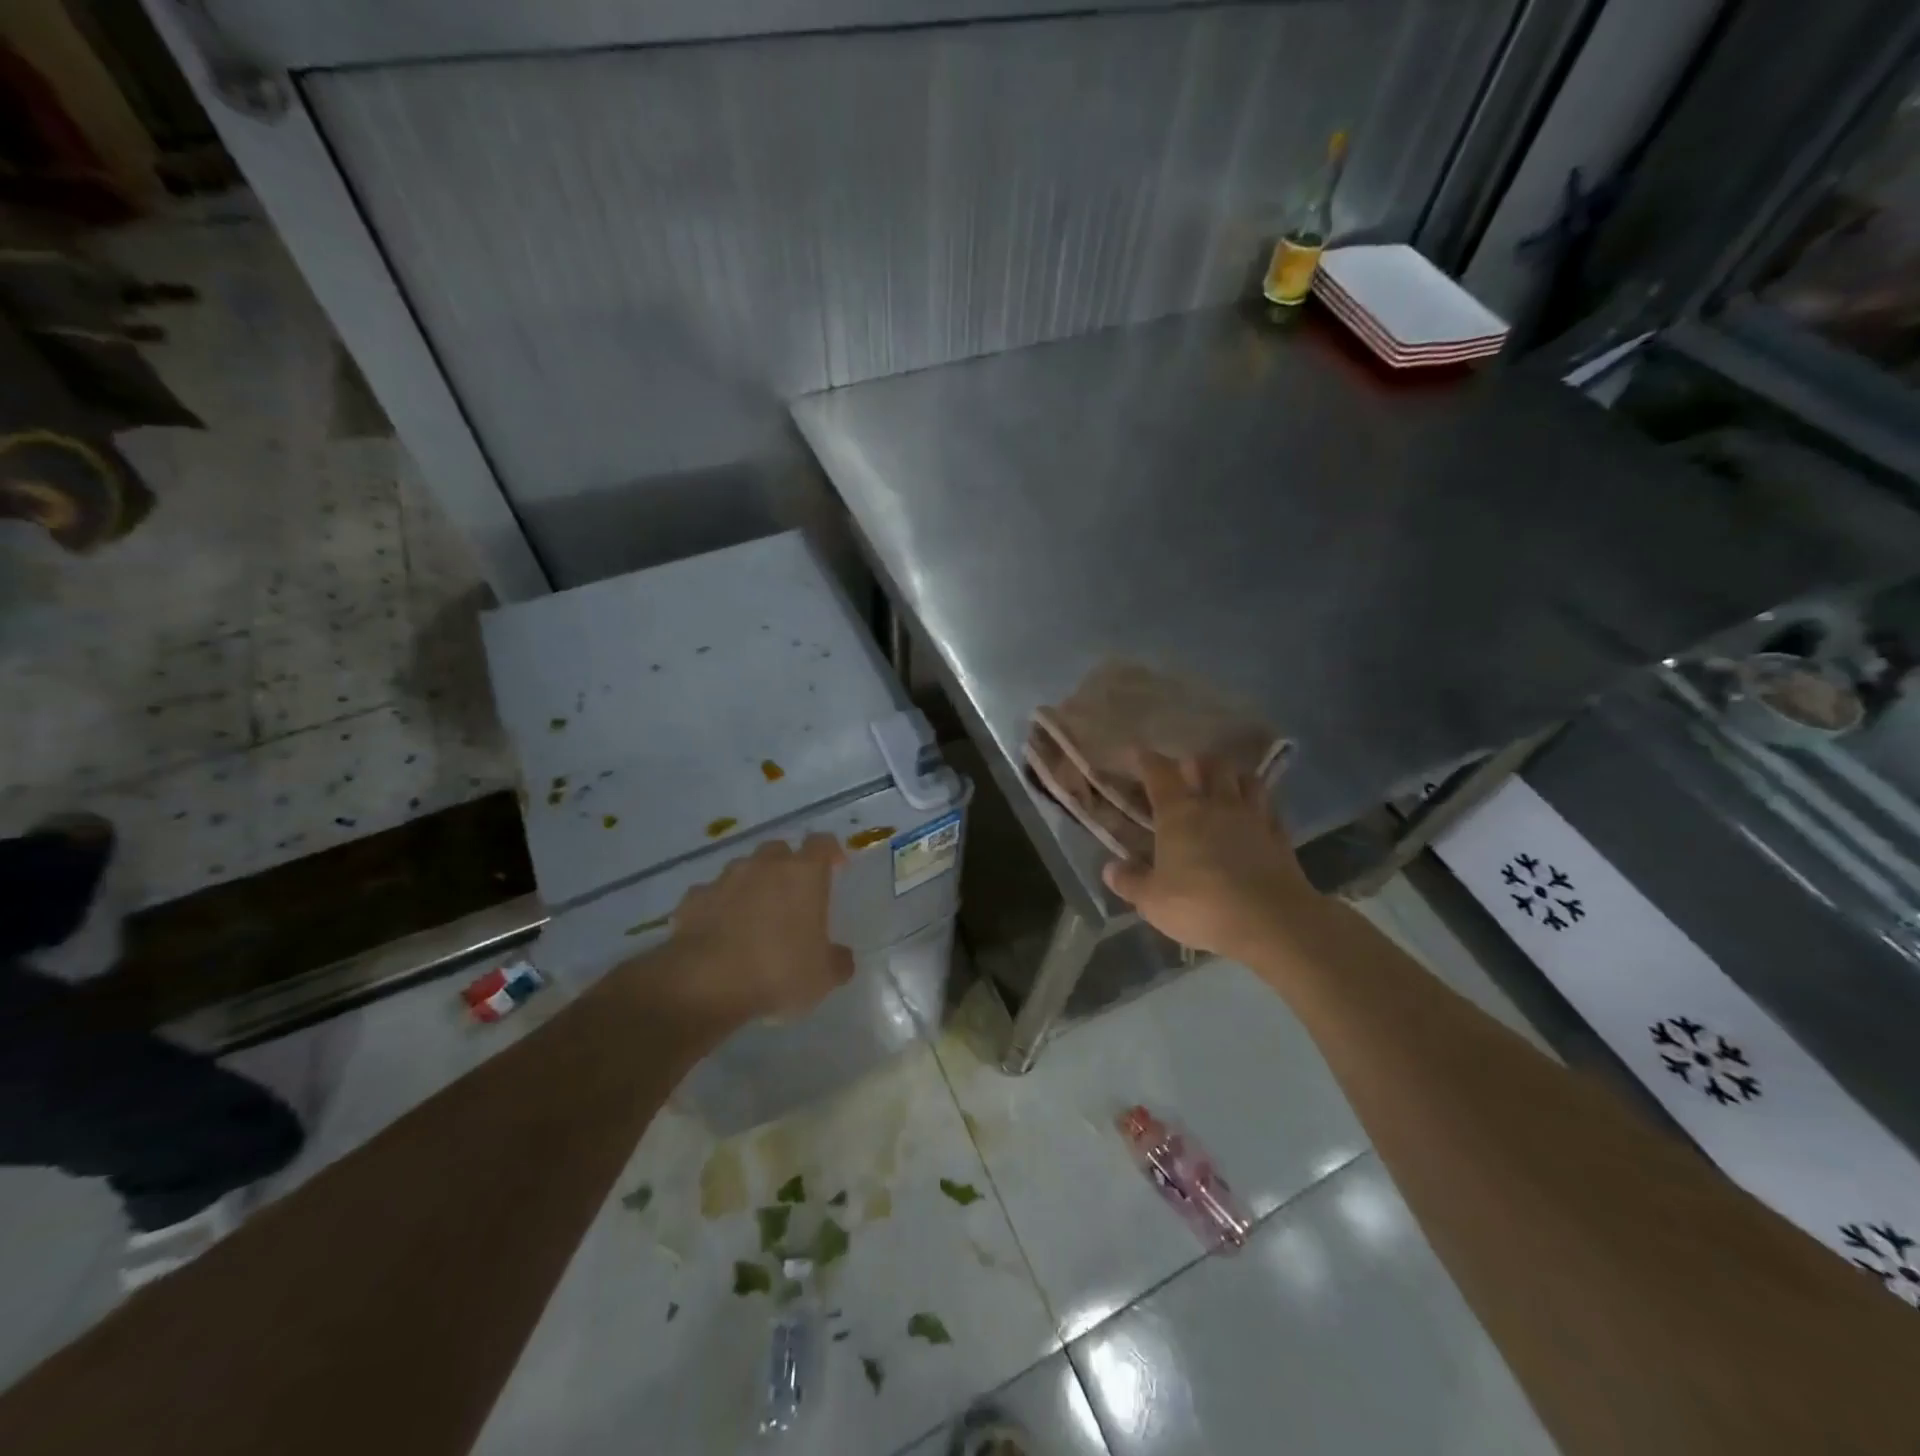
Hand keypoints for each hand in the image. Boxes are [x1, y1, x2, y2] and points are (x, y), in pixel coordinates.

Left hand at [658, 834, 853, 1026]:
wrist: (705, 983)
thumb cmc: (778, 970)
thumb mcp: (823, 977)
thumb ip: (838, 961)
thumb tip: (841, 957)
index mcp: (803, 874)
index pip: (822, 843)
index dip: (830, 852)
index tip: (836, 868)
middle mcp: (764, 866)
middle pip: (779, 851)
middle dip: (786, 867)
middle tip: (791, 896)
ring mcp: (724, 879)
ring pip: (742, 870)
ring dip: (750, 885)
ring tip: (752, 917)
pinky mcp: (693, 899)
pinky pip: (709, 895)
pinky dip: (716, 907)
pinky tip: (718, 932)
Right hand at [1102, 750, 1315, 960]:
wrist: (1272, 922)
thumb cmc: (1201, 905)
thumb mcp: (1153, 901)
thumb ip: (1130, 882)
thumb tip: (1110, 868)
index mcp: (1179, 813)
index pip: (1159, 773)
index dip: (1147, 760)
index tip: (1138, 754)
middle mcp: (1216, 804)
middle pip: (1210, 764)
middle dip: (1197, 762)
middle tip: (1188, 772)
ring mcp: (1253, 817)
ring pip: (1246, 779)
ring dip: (1233, 777)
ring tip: (1224, 786)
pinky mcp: (1280, 836)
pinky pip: (1270, 808)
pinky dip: (1260, 805)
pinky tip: (1255, 816)